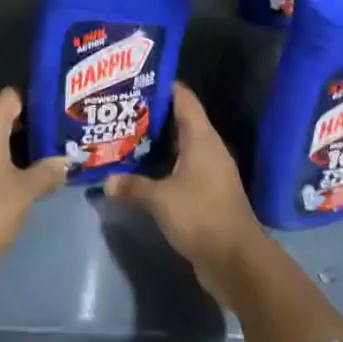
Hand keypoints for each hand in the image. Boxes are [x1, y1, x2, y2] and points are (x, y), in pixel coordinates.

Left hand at [0, 88, 65, 272]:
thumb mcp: (26, 191)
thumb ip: (48, 171)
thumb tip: (67, 162)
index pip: (12, 96)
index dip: (34, 101)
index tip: (54, 114)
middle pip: (0, 115)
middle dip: (25, 125)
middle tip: (52, 136)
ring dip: (10, 144)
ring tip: (38, 156)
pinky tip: (13, 175)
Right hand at [106, 82, 265, 299]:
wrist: (236, 261)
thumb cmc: (200, 216)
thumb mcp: (160, 199)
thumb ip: (133, 187)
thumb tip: (106, 181)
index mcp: (201, 137)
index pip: (183, 98)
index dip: (161, 85)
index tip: (134, 80)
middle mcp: (209, 147)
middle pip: (180, 119)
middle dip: (152, 115)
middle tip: (121, 109)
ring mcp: (211, 170)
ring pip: (181, 145)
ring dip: (158, 142)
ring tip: (126, 136)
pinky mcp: (208, 192)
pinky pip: (183, 167)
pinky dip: (165, 164)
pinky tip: (142, 170)